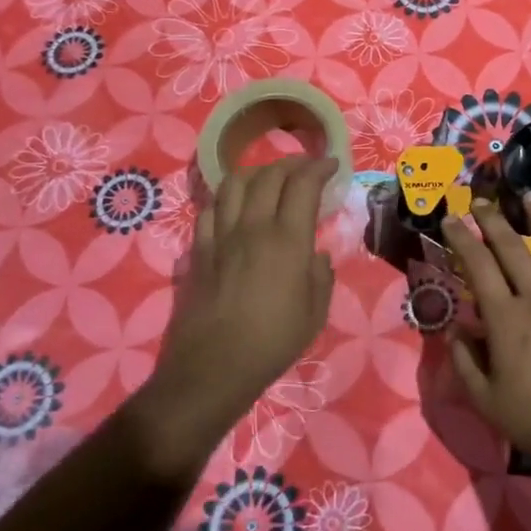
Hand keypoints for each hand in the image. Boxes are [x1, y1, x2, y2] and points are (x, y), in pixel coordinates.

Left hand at [145, 155, 337, 456]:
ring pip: (234, 183)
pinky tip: (235, 207)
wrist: (213, 366)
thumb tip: (314, 254)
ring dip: (256, 173)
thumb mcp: (316, 312)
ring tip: (269, 179)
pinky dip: (227, 198)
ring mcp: (221, 236)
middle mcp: (253, 227)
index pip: (303, 184)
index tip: (332, 164)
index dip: (319, 167)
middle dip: (292, 163)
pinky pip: (211, 209)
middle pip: (269, 175)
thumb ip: (320, 275)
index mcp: (288, 240)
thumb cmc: (273, 342)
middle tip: (306, 168)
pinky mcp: (198, 250)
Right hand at [442, 193, 530, 476]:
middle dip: (492, 220)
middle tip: (479, 201)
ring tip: (529, 196)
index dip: (461, 239)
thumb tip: (454, 329)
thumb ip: (464, 360)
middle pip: (512, 246)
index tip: (450, 219)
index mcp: (506, 319)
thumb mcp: (484, 398)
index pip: (478, 266)